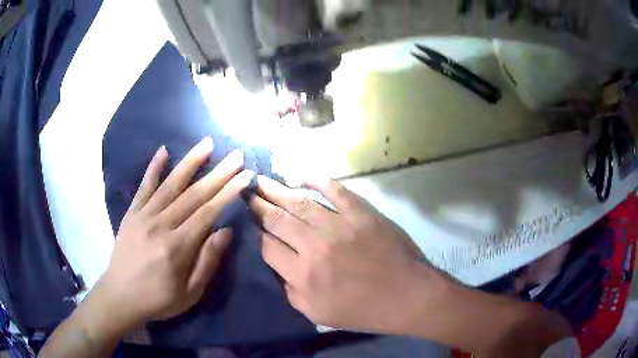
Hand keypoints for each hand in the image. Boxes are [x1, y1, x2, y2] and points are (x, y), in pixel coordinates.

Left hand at [97, 138, 252, 325]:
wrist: (120, 296)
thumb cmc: (158, 299)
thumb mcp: (189, 293)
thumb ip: (207, 262)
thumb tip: (225, 231)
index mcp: (177, 247)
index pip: (207, 213)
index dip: (228, 193)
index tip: (245, 176)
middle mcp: (160, 225)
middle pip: (193, 194)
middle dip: (218, 173)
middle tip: (236, 155)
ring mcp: (143, 215)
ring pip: (170, 184)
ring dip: (190, 162)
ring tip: (207, 143)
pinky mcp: (132, 213)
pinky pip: (144, 186)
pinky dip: (153, 168)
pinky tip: (163, 150)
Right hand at [248, 175, 445, 333]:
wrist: (408, 295)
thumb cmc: (364, 310)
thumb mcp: (318, 315)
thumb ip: (291, 293)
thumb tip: (278, 268)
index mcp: (303, 275)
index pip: (267, 247)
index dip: (255, 234)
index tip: (249, 222)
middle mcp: (315, 246)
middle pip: (277, 219)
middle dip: (257, 204)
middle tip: (245, 192)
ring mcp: (339, 225)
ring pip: (299, 202)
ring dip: (277, 189)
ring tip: (260, 180)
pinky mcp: (361, 212)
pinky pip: (335, 190)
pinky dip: (317, 179)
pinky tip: (301, 175)